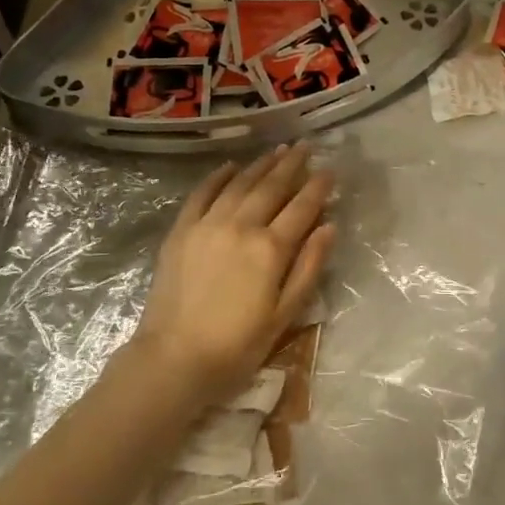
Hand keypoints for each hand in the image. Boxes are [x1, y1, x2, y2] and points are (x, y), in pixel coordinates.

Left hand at [131, 144, 335, 405]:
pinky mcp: (182, 230)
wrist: (174, 358)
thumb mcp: (284, 315)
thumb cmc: (237, 346)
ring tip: (277, 150)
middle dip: (292, 164)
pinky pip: (202, 193)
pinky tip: (231, 166)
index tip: (330, 170)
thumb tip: (329, 227)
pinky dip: (218, 176)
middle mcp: (241, 225)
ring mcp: (208, 224)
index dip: (318, 187)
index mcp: (270, 249)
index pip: (302, 208)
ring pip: (240, 184)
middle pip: (272, 186)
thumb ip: (308, 267)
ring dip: (261, 164)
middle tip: (305, 146)